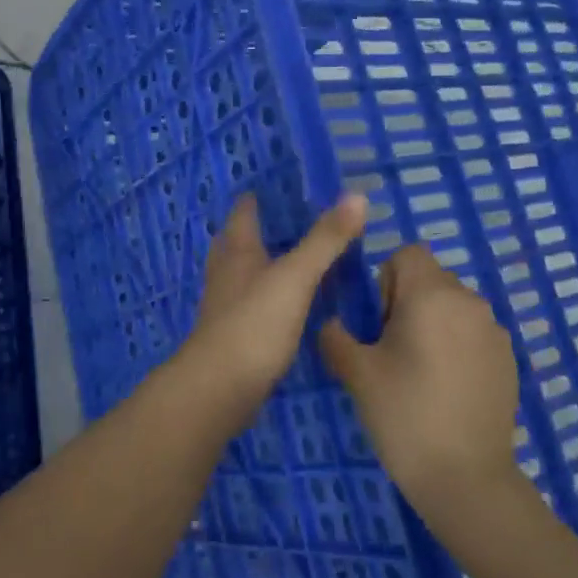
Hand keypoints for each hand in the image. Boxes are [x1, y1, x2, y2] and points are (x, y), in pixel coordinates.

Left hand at [180, 193, 367, 418]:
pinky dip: (268, 297)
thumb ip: (325, 240)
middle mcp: (226, 274)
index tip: (278, 187)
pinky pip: (252, 305)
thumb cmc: (254, 324)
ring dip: (262, 264)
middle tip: (288, 222)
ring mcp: (226, 307)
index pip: (243, 214)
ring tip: (292, 259)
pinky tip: (288, 305)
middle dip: (256, 230)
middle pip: (236, 242)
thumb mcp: (296, 277)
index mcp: (237, 252)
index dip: (255, 199)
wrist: (219, 389)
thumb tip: (357, 196)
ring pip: (242, 275)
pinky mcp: (234, 337)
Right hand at [319, 245, 520, 515]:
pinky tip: (447, 390)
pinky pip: (473, 333)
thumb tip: (333, 324)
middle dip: (407, 302)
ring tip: (420, 373)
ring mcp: (494, 330)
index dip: (386, 280)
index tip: (380, 323)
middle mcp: (469, 301)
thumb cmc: (405, 415)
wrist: (466, 479)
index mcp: (432, 295)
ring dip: (433, 324)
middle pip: (431, 278)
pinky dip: (457, 346)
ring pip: (453, 306)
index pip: (407, 253)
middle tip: (393, 351)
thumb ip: (336, 337)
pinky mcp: (508, 359)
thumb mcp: (357, 374)